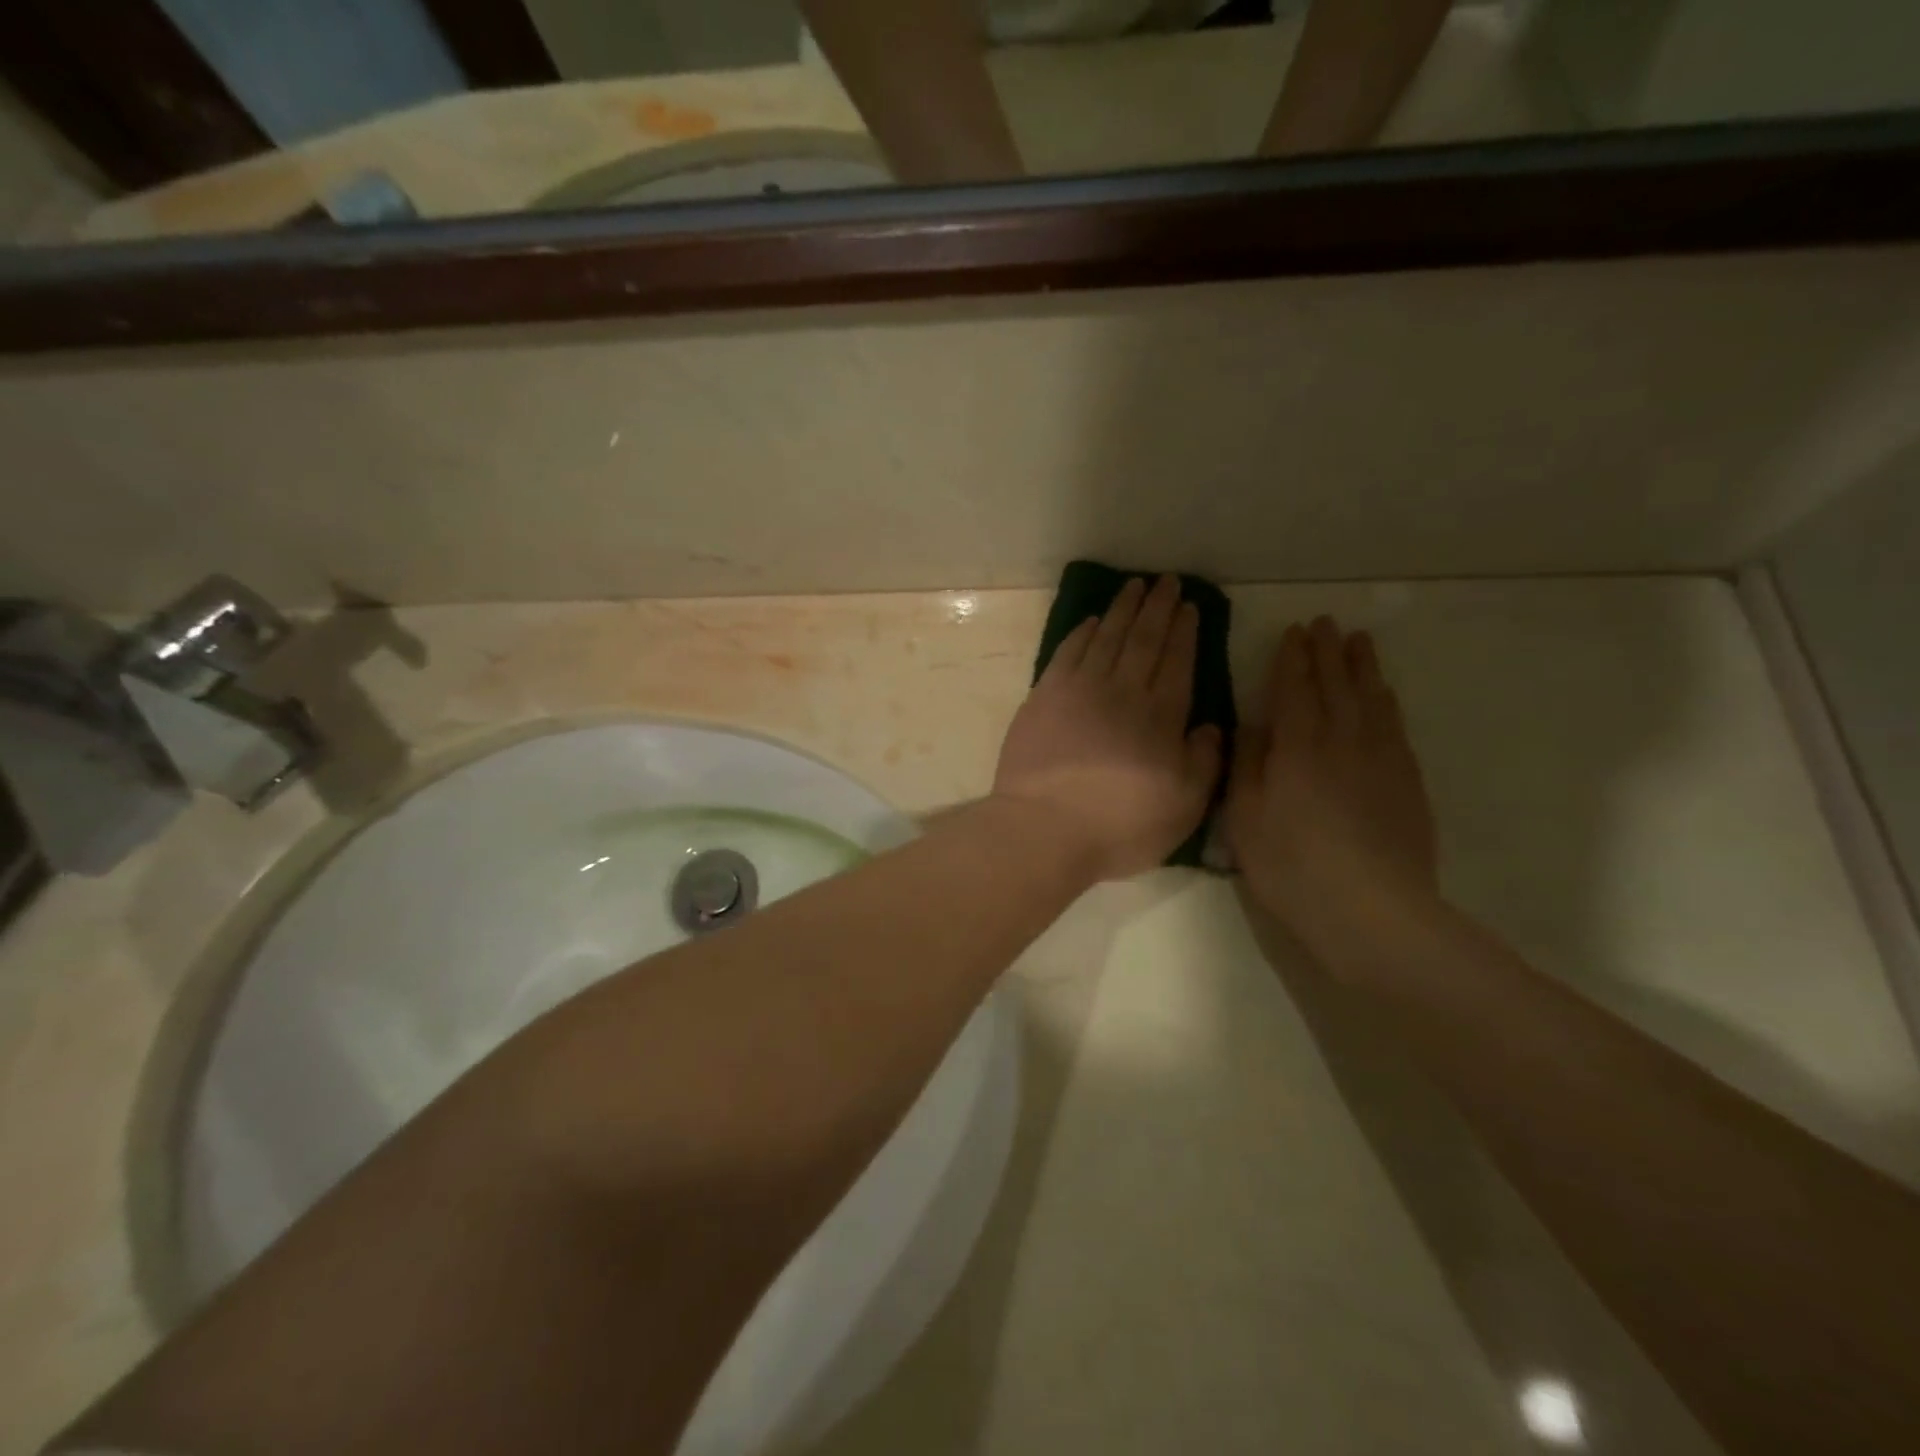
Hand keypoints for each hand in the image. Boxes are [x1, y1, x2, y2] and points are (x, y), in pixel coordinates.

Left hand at [993, 575, 1222, 881]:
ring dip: (1122, 610)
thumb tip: (1210, 726)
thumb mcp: (1184, 807)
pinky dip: (1081, 633)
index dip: (1184, 632)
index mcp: (1161, 717)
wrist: (1044, 829)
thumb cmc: (1120, 826)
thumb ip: (1204, 762)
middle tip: (1167, 581)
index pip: (1178, 662)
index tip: (1189, 606)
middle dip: (1158, 608)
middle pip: (1143, 640)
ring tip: (1134, 586)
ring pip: (1106, 637)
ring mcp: (1079, 690)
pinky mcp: (1044, 697)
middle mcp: (1122, 692)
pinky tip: (1091, 621)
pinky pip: (1068, 652)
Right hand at [1225, 617, 1438, 946]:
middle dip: (1328, 651)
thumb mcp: (1245, 817)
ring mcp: (1381, 759)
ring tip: (1358, 641)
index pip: (1294, 689)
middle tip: (1325, 622)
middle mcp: (1342, 740)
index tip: (1293, 631)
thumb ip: (1246, 765)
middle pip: (1336, 684)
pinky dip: (1387, 701)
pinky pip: (1395, 726)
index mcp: (1297, 747)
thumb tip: (1252, 725)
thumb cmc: (1291, 865)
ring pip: (1371, 699)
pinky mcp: (1407, 781)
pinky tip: (1384, 694)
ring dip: (1363, 667)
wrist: (1371, 909)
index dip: (1292, 659)